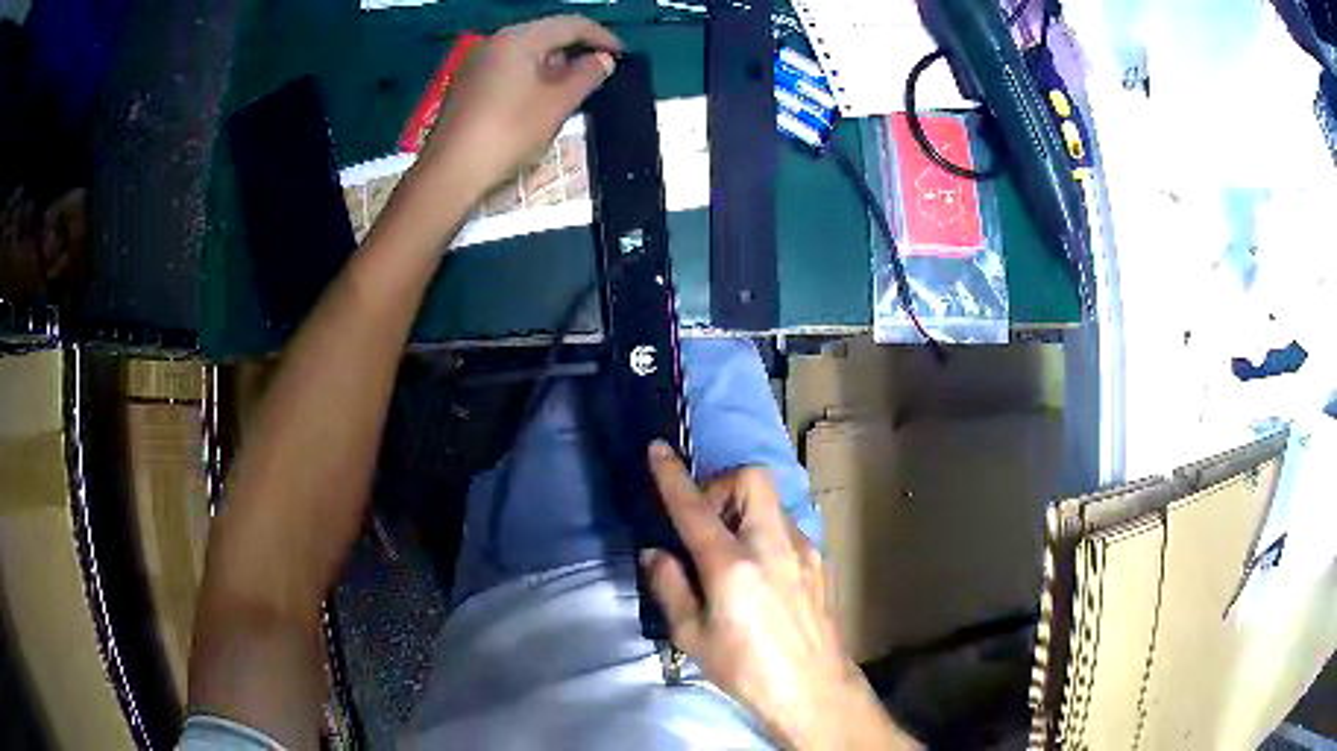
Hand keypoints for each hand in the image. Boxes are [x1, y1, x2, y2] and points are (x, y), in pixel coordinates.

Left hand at [417, 15, 620, 196]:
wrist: (450, 172)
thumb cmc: (509, 133)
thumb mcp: (557, 104)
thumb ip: (587, 76)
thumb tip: (603, 59)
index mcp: (519, 38)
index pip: (570, 24)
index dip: (601, 36)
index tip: (622, 54)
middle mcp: (495, 42)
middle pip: (546, 34)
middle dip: (576, 50)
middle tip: (599, 72)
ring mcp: (477, 63)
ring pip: (526, 52)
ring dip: (553, 64)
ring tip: (572, 89)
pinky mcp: (466, 85)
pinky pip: (508, 68)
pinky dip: (530, 76)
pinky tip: (538, 99)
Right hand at [643, 441, 917, 750]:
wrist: (813, 688)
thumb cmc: (745, 670)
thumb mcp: (692, 636)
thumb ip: (671, 587)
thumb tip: (655, 553)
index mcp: (732, 566)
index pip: (695, 508)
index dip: (672, 476)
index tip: (658, 449)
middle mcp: (771, 545)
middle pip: (751, 478)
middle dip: (721, 485)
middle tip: (705, 521)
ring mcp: (802, 550)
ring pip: (771, 501)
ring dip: (743, 510)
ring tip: (729, 551)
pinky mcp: (818, 561)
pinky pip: (786, 526)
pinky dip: (764, 531)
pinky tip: (759, 571)